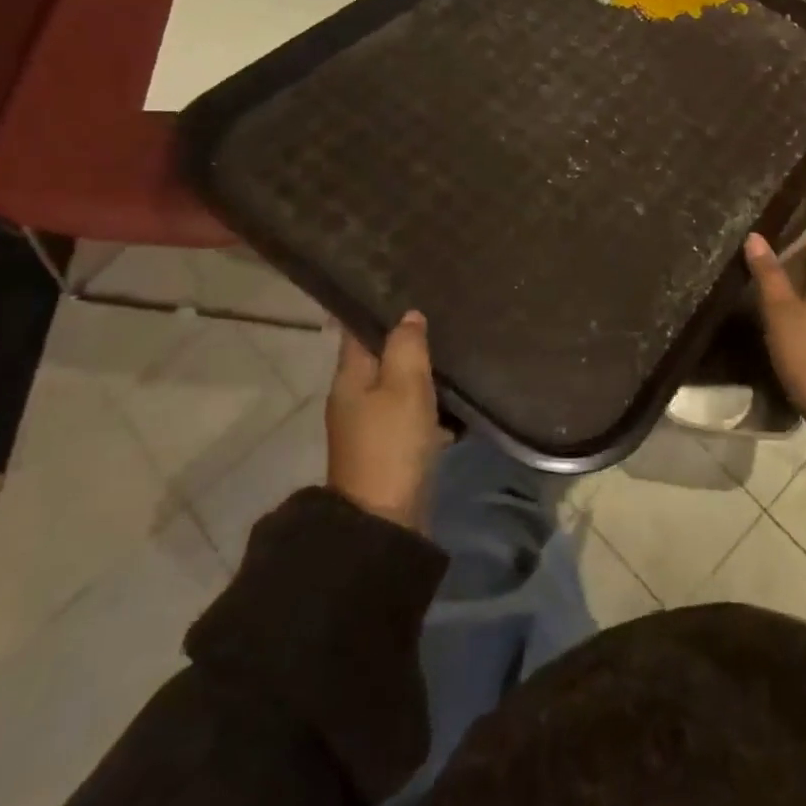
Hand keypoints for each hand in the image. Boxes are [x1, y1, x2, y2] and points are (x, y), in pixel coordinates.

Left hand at [326, 312, 440, 530]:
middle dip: (407, 339)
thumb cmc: (391, 443)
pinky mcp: (390, 448)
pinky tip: (456, 397)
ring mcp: (371, 425)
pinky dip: (430, 402)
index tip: (406, 286)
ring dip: (421, 371)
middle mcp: (354, 396)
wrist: (385, 520)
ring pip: (398, 384)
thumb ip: (407, 346)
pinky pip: (411, 412)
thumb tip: (409, 315)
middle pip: (380, 356)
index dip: (378, 307)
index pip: (357, 329)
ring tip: (455, 349)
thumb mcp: (403, 386)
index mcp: (349, 376)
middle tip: (442, 315)